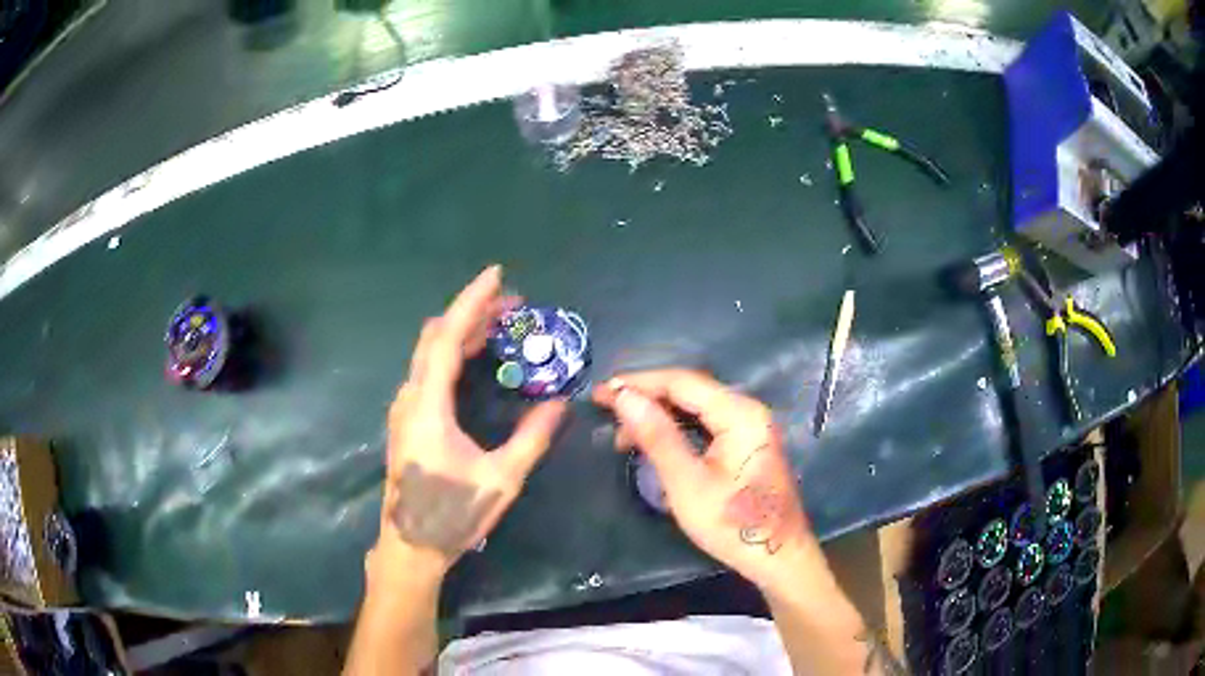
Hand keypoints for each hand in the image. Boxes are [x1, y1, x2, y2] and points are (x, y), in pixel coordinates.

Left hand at [376, 265, 567, 579]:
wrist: (411, 546)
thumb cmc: (453, 514)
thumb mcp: (501, 479)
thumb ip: (532, 438)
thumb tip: (560, 404)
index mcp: (427, 406)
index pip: (446, 338)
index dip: (471, 302)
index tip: (496, 275)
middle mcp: (410, 398)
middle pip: (436, 338)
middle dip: (472, 314)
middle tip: (513, 305)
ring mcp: (405, 409)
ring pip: (430, 354)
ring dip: (463, 333)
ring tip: (500, 325)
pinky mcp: (407, 421)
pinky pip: (429, 372)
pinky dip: (453, 354)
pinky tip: (475, 360)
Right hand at [592, 370, 823, 592]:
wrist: (779, 557)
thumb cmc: (733, 525)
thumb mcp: (687, 484)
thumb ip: (657, 437)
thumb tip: (623, 397)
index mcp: (739, 413)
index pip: (681, 381)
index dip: (638, 383)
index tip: (601, 393)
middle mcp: (748, 409)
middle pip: (689, 390)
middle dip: (646, 398)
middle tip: (607, 412)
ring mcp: (751, 426)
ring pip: (696, 407)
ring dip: (659, 415)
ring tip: (624, 436)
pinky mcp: (747, 442)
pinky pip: (706, 423)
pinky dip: (677, 428)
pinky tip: (656, 442)